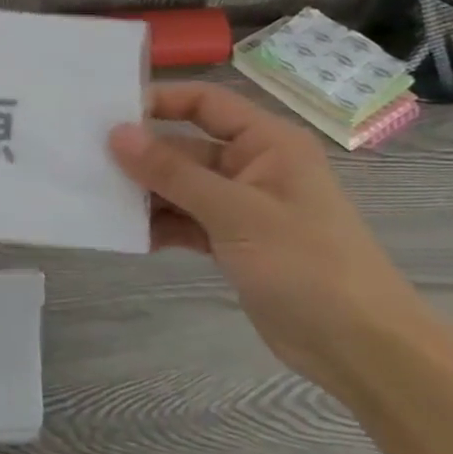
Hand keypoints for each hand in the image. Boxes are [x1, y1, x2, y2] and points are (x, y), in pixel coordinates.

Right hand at [109, 83, 427, 389]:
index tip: (108, 114)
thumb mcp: (235, 212)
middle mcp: (253, 166)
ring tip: (99, 198)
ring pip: (180, 185)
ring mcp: (242, 206)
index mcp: (267, 143)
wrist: (364, 351)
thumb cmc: (307, 265)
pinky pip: (186, 220)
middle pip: (185, 146)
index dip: (158, 102)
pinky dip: (160, 225)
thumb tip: (116, 133)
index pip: (204, 102)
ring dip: (146, 193)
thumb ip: (172, 172)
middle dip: (141, 155)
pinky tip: (128, 234)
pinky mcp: (234, 241)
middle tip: (88, 159)